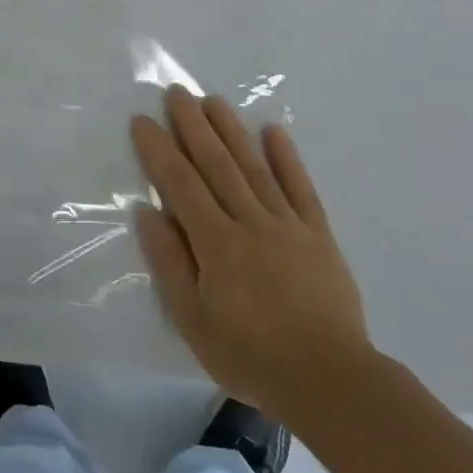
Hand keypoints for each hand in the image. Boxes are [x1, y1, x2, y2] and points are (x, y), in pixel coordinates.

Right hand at [130, 86, 369, 409]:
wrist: (330, 381)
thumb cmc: (250, 355)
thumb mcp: (193, 320)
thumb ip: (169, 263)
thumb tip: (148, 212)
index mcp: (217, 243)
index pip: (181, 184)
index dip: (159, 150)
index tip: (142, 120)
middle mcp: (251, 222)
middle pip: (217, 164)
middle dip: (193, 125)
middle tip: (176, 92)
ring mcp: (288, 224)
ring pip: (254, 167)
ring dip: (232, 130)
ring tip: (213, 100)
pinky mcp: (318, 234)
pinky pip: (301, 188)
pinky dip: (287, 158)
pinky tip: (274, 131)